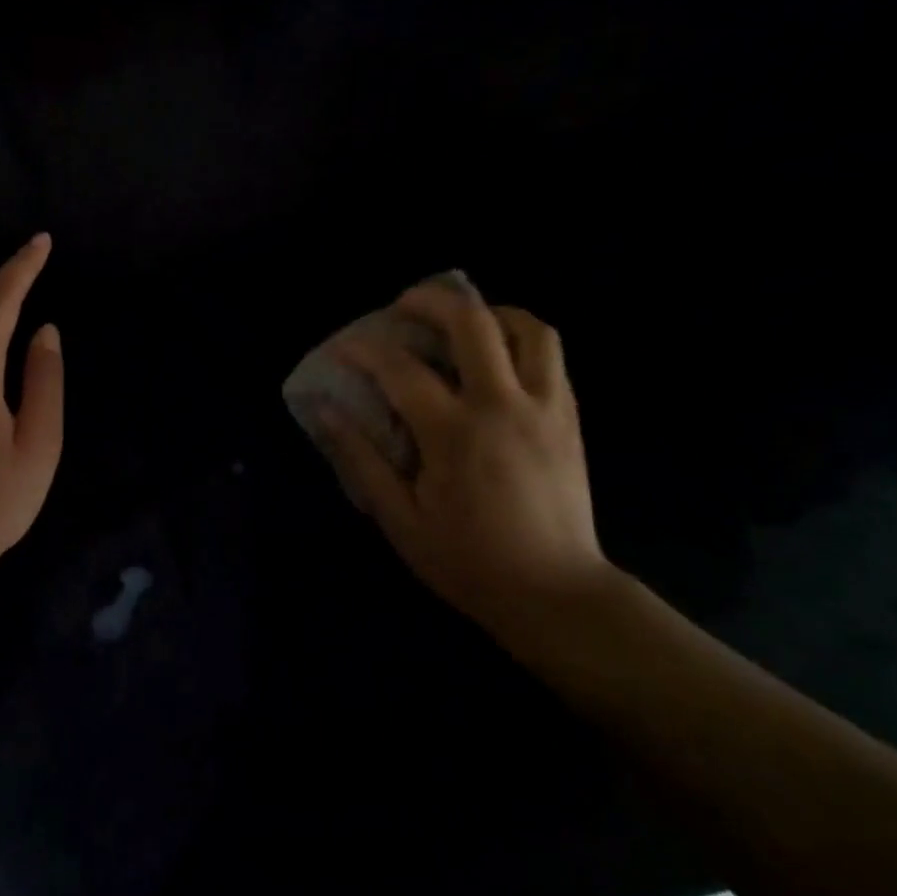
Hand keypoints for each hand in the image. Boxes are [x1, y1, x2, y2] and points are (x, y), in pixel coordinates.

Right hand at [316, 280, 619, 630]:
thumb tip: (325, 412)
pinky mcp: (570, 418)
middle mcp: (503, 405)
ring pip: (527, 327)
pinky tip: (497, 359)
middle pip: (471, 322)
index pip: (400, 369)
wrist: (557, 595)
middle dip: (431, 300)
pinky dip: (520, 339)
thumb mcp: (400, 520)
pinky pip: (551, 355)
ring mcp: (545, 407)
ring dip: (489, 312)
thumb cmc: (469, 562)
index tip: (342, 349)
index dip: (364, 351)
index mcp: (454, 433)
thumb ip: (361, 460)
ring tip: (462, 322)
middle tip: (404, 306)